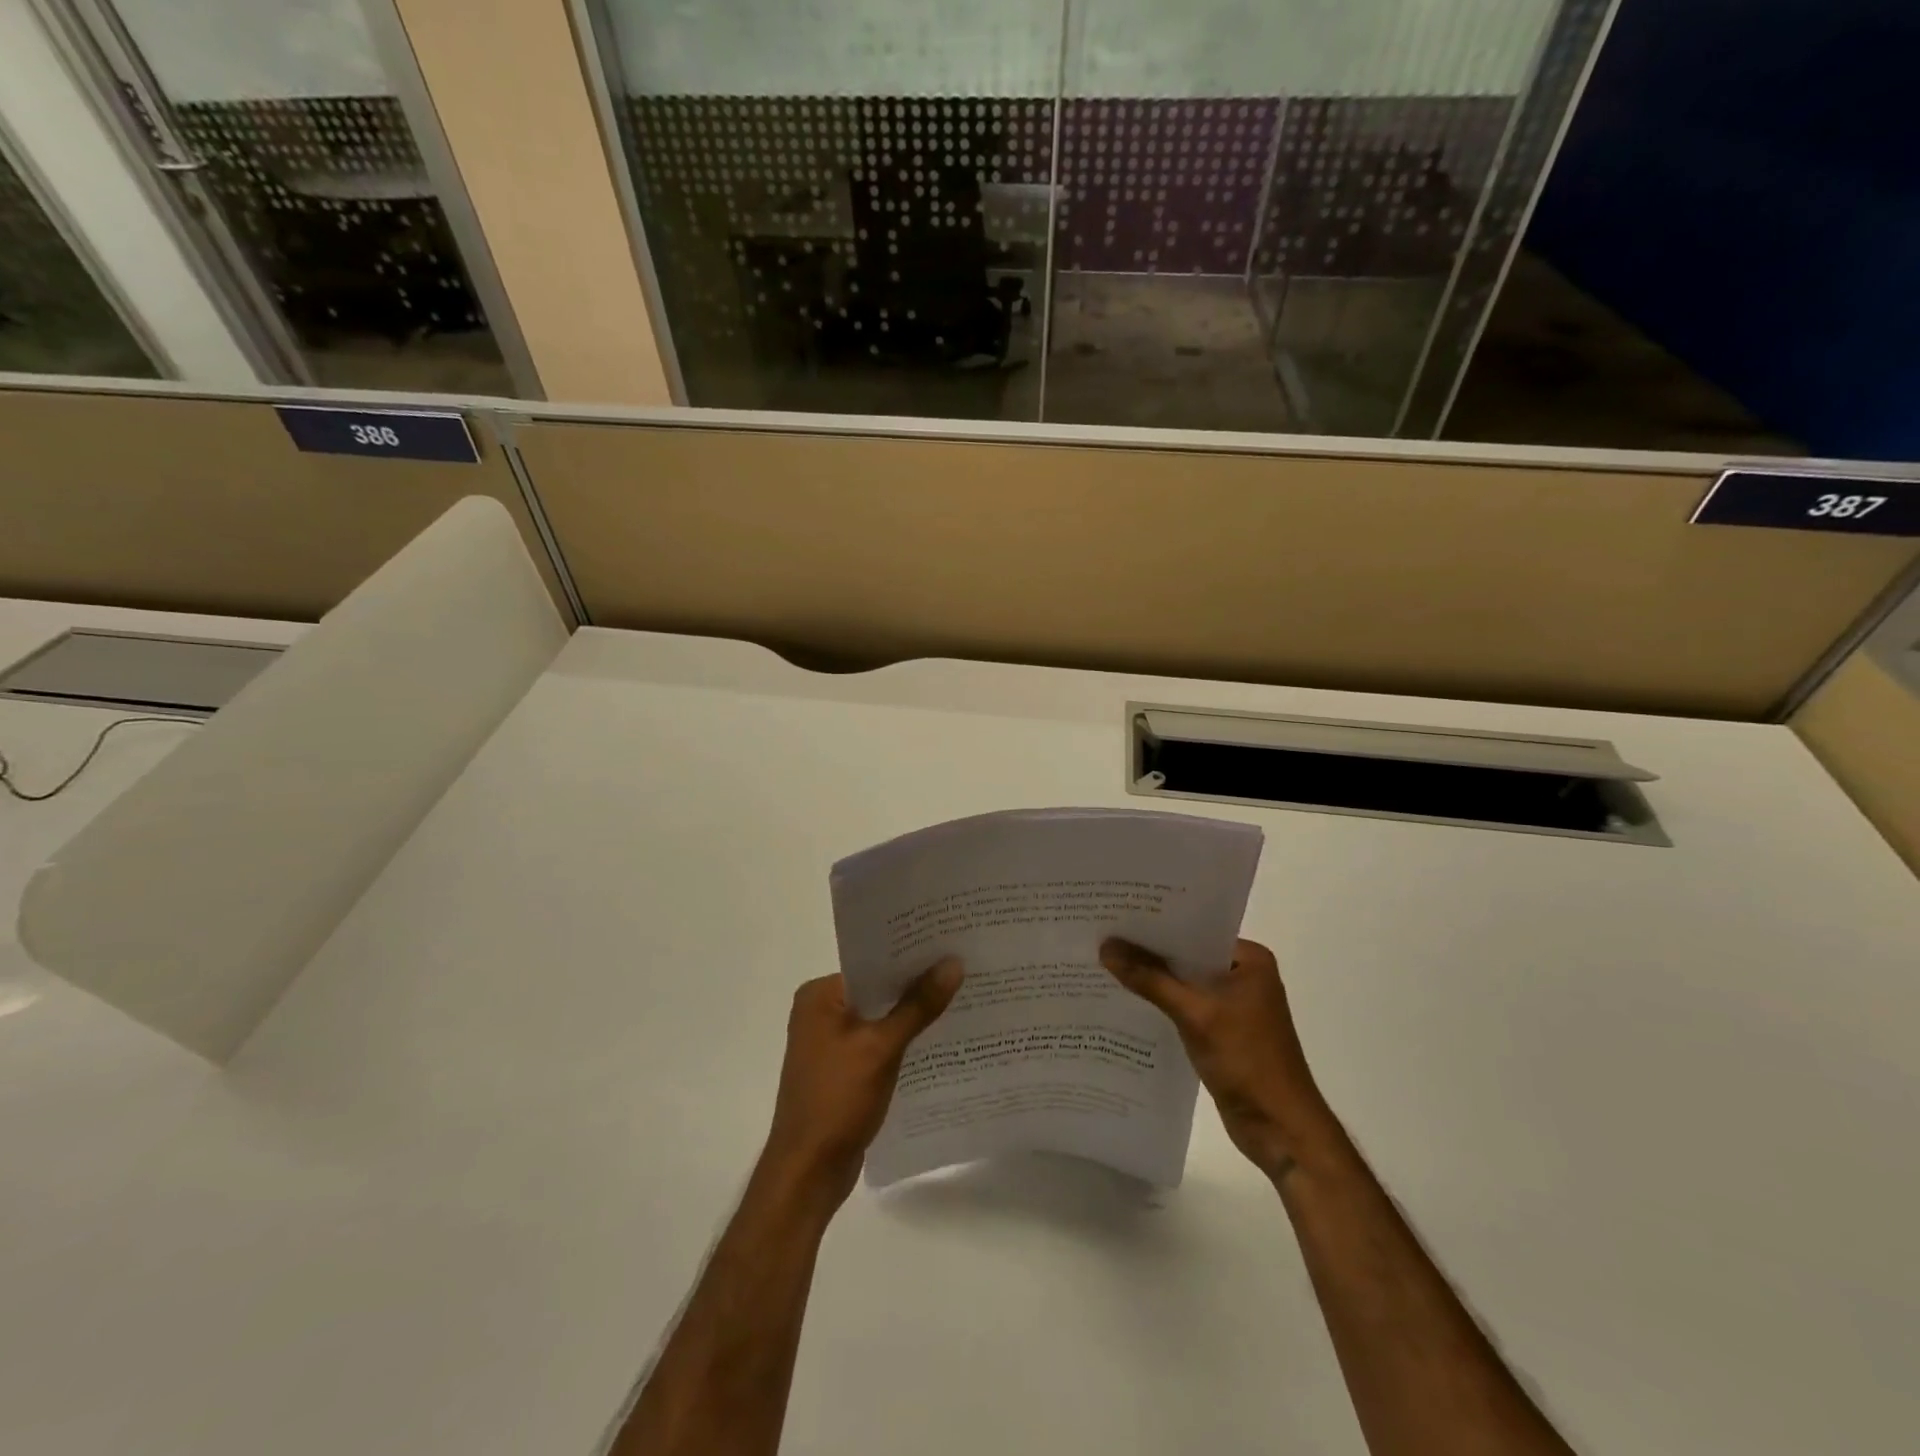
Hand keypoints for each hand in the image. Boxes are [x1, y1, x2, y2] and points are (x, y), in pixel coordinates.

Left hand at [763, 959, 964, 1203]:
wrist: (808, 1173)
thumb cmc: (836, 1100)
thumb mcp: (881, 1048)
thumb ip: (918, 1005)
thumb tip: (953, 963)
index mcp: (819, 995)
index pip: (871, 961)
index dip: (909, 954)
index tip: (949, 942)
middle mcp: (820, 1011)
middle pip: (877, 988)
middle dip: (915, 982)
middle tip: (963, 964)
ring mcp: (830, 1042)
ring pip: (880, 1015)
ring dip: (912, 1011)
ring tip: (960, 994)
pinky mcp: (843, 1068)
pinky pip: (878, 1040)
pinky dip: (903, 1038)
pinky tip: (938, 1035)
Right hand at [1101, 937, 1331, 1180]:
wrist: (1281, 1129)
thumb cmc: (1247, 1060)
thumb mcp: (1194, 1014)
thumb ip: (1150, 979)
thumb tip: (1105, 947)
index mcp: (1250, 959)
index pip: (1195, 929)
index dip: (1157, 922)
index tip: (1117, 911)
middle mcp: (1244, 975)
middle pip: (1188, 954)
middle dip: (1149, 950)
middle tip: (1103, 934)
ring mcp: (1234, 1004)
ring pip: (1184, 981)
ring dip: (1153, 977)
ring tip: (1105, 961)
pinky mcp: (1222, 1030)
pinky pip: (1185, 1005)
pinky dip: (1161, 1002)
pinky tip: (1126, 998)